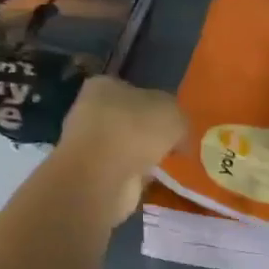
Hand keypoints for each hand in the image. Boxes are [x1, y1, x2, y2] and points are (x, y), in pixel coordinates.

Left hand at [53, 77, 186, 225]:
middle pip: (129, 119)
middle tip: (174, 145)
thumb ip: (180, 120)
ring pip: (124, 147)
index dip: (156, 105)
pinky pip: (121, 171)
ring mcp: (87, 145)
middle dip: (149, 133)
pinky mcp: (90, 175)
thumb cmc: (135, 130)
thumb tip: (180, 138)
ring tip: (165, 165)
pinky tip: (151, 182)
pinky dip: (135, 177)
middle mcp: (90, 111)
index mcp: (104, 86)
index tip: (174, 122)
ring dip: (142, 156)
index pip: (134, 90)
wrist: (101, 177)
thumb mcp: (174, 114)